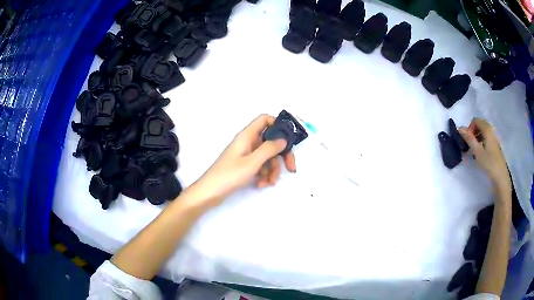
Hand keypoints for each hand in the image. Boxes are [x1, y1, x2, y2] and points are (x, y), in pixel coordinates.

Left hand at [184, 114, 295, 205]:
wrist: (209, 193)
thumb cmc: (229, 175)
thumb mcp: (252, 162)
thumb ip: (269, 149)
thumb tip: (283, 140)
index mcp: (247, 136)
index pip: (264, 120)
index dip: (278, 125)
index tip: (289, 139)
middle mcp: (248, 142)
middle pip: (271, 141)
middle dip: (282, 155)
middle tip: (291, 168)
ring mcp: (246, 155)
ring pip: (267, 157)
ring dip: (272, 170)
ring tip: (269, 182)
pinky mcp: (244, 166)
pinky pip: (260, 166)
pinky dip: (264, 175)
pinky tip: (261, 184)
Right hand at [459, 118, 510, 193]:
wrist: (500, 177)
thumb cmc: (489, 163)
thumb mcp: (478, 152)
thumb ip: (469, 139)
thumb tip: (460, 128)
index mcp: (487, 129)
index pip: (476, 120)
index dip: (470, 128)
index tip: (467, 140)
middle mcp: (491, 130)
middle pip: (479, 125)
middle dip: (473, 132)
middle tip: (469, 145)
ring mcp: (494, 138)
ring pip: (483, 132)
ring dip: (476, 138)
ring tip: (473, 150)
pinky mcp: (495, 145)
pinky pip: (486, 138)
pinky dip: (481, 142)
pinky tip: (479, 153)